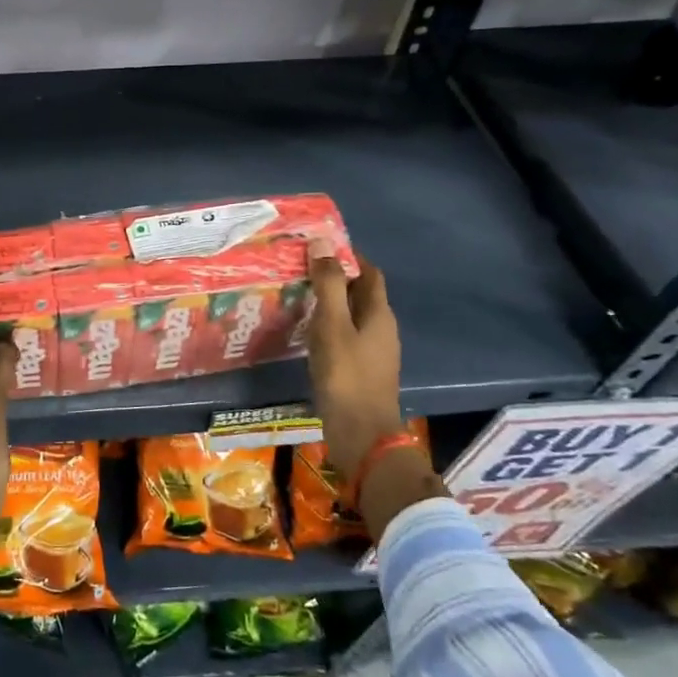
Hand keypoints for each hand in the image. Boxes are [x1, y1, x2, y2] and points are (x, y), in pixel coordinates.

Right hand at [305, 239, 403, 484]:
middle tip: (299, 269)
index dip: (348, 256)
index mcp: (379, 314)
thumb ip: (328, 284)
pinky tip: (305, 331)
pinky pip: (345, 336)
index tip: (317, 247)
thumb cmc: (346, 375)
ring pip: (351, 316)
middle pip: (360, 293)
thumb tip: (322, 242)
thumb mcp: (332, 325)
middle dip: (334, 278)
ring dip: (329, 303)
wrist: (361, 435)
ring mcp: (373, 352)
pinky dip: (327, 326)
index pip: (369, 272)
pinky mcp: (361, 370)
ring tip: (296, 296)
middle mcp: (381, 329)